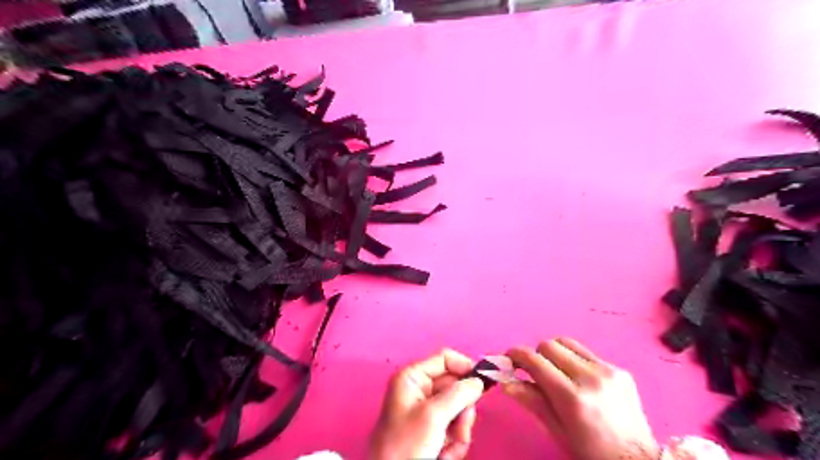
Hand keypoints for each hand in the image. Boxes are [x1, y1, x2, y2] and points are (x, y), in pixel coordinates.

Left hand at [372, 348, 485, 459]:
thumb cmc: (406, 445)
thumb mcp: (433, 416)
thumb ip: (458, 395)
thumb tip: (478, 381)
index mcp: (413, 377)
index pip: (445, 359)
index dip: (465, 367)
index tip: (482, 385)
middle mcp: (420, 389)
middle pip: (455, 386)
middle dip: (462, 410)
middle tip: (460, 428)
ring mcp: (426, 410)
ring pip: (458, 409)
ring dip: (460, 429)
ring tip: (449, 446)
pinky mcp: (432, 430)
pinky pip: (454, 427)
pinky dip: (454, 442)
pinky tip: (444, 455)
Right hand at [503, 337, 657, 459]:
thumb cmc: (590, 451)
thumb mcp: (556, 429)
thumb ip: (531, 400)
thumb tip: (504, 382)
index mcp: (572, 397)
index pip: (535, 360)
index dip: (517, 354)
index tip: (509, 357)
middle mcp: (590, 377)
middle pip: (550, 345)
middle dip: (536, 354)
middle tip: (533, 369)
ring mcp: (608, 370)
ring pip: (568, 343)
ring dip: (555, 353)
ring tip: (556, 372)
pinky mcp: (620, 369)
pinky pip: (587, 354)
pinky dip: (575, 361)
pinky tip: (580, 380)